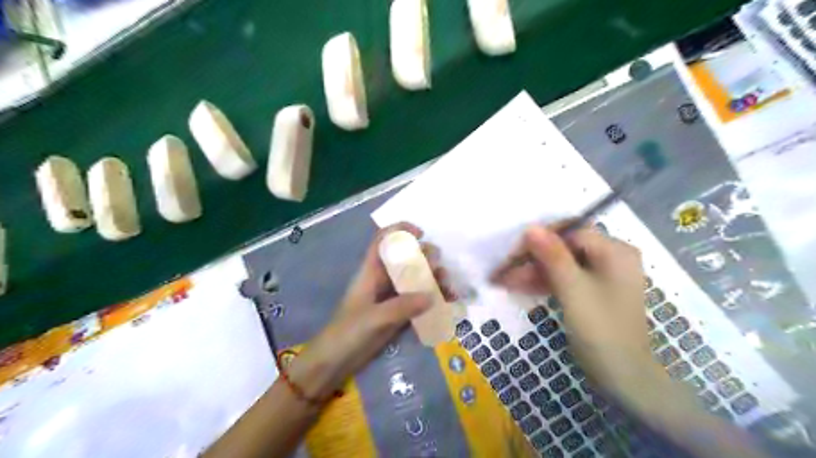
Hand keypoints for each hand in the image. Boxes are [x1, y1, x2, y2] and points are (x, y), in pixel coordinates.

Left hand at [286, 224, 455, 402]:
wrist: (334, 362)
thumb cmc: (347, 334)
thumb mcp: (374, 319)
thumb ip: (402, 307)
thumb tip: (432, 295)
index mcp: (370, 272)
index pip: (383, 240)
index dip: (400, 230)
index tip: (421, 234)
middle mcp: (382, 279)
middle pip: (406, 258)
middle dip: (425, 258)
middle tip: (440, 271)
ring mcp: (390, 296)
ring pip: (415, 278)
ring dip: (433, 279)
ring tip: (449, 290)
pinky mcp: (397, 312)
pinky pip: (417, 299)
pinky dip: (432, 299)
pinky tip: (446, 304)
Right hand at [490, 224, 662, 400]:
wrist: (624, 378)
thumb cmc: (602, 330)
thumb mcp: (573, 289)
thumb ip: (553, 256)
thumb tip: (531, 227)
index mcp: (615, 251)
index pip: (570, 233)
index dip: (540, 240)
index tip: (513, 254)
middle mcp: (611, 257)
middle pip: (565, 249)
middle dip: (533, 260)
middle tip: (504, 272)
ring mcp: (603, 275)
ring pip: (562, 265)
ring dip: (534, 272)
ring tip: (505, 282)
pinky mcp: (594, 292)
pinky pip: (566, 279)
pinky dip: (545, 283)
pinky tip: (521, 287)